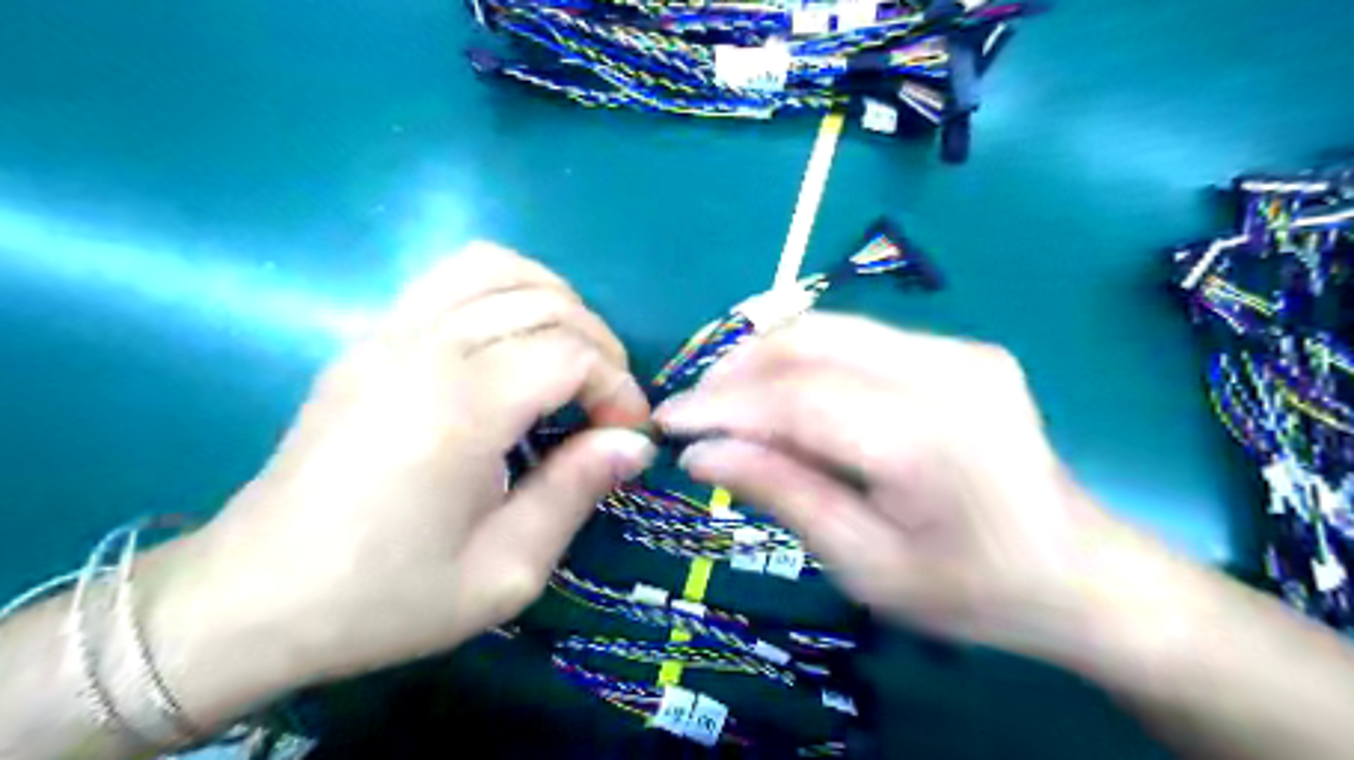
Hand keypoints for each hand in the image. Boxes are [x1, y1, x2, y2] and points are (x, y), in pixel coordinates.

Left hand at [141, 248, 654, 725]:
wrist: (252, 599)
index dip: (618, 388)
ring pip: (498, 269)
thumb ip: (576, 491)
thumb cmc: (385, 597)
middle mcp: (425, 349)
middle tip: (607, 407)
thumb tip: (635, 443)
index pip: (571, 354)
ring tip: (571, 359)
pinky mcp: (369, 337)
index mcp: (460, 409)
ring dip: (556, 302)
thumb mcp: (503, 571)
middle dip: (600, 348)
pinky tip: (515, 340)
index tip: (627, 437)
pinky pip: (451, 277)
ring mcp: (388, 332)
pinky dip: (504, 289)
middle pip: (546, 303)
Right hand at [652, 312, 1134, 658]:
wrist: (1078, 571)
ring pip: (830, 327)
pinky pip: (859, 338)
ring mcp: (960, 350)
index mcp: (926, 439)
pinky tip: (782, 390)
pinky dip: (805, 357)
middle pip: (810, 342)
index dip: (722, 404)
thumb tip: (702, 453)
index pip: (797, 397)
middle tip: (694, 409)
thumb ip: (783, 494)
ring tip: (726, 397)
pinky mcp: (960, 348)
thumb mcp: (864, 566)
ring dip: (765, 356)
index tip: (668, 421)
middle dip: (736, 369)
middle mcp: (947, 372)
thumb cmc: (970, 590)